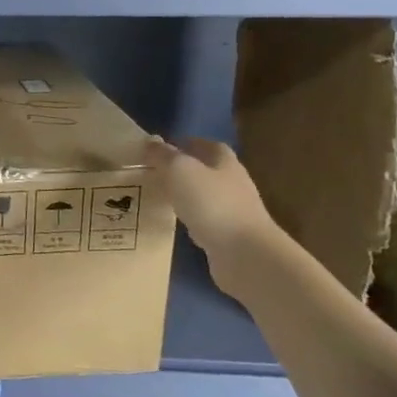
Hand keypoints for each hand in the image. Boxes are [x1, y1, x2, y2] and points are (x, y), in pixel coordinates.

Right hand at [145, 136, 274, 259]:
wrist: (245, 254)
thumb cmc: (212, 203)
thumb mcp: (180, 170)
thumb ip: (164, 155)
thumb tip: (150, 141)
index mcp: (225, 162)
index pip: (206, 145)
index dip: (185, 143)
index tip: (160, 149)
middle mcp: (233, 183)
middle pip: (207, 170)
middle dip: (183, 170)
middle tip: (155, 172)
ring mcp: (234, 211)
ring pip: (205, 196)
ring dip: (186, 195)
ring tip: (160, 196)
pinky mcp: (230, 236)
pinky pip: (205, 220)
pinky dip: (191, 219)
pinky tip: (176, 224)